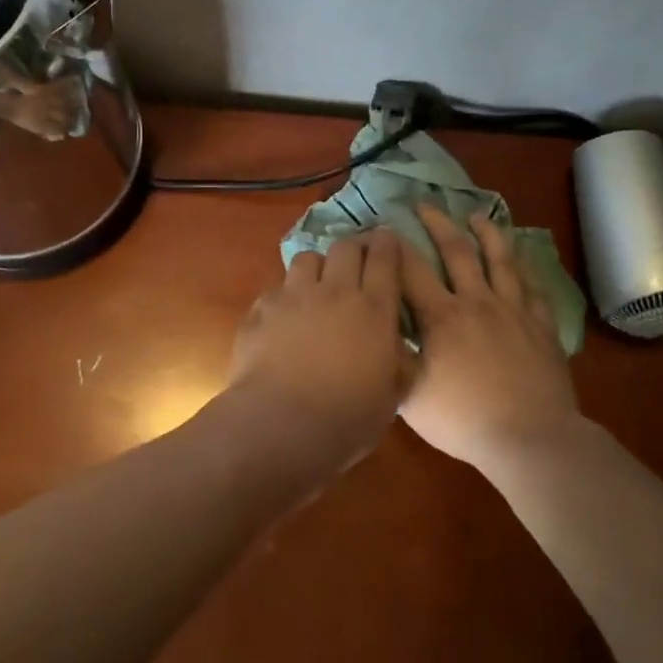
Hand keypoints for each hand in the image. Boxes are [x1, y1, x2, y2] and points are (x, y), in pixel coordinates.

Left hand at [227, 230, 408, 446]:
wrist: (282, 424)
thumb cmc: (348, 417)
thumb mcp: (391, 395)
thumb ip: (398, 362)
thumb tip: (400, 347)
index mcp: (375, 310)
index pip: (385, 259)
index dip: (387, 244)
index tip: (388, 239)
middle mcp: (336, 292)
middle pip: (346, 247)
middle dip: (354, 247)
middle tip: (356, 259)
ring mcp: (295, 296)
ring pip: (308, 258)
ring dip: (317, 267)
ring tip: (317, 284)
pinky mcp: (262, 308)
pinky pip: (277, 288)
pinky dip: (285, 295)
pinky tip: (284, 315)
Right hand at [398, 206, 581, 468]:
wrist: (530, 438)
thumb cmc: (464, 420)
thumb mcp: (410, 396)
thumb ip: (393, 359)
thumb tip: (379, 332)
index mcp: (441, 317)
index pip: (410, 269)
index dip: (393, 246)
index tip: (381, 229)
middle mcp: (477, 302)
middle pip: (456, 251)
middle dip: (438, 223)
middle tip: (425, 205)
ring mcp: (514, 310)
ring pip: (501, 259)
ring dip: (487, 233)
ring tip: (477, 216)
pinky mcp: (542, 325)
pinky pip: (533, 286)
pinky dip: (525, 267)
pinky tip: (521, 259)